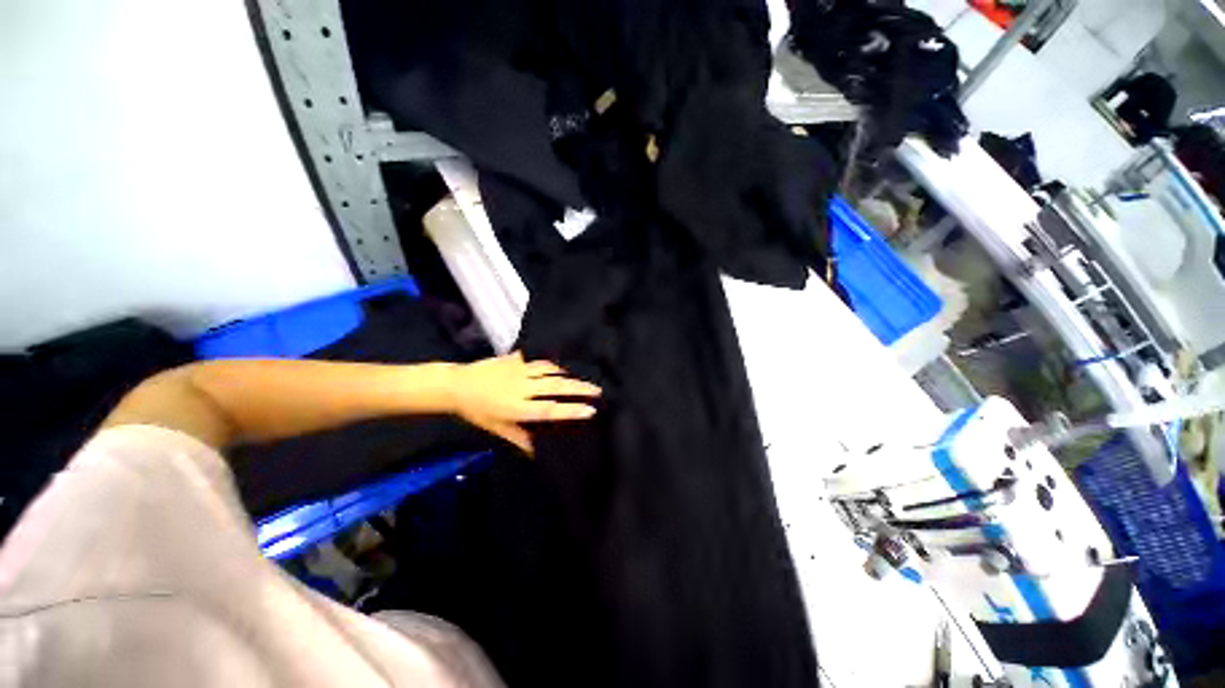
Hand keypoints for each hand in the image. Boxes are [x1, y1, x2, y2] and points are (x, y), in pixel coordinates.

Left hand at [449, 352, 600, 454]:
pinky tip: (562, 367)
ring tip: (586, 379)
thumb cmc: (476, 410)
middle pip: (555, 387)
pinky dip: (553, 365)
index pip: (549, 410)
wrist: (456, 385)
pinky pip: (539, 361)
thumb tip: (536, 452)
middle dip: (579, 388)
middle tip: (598, 390)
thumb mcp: (496, 428)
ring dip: (569, 375)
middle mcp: (521, 388)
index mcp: (516, 407)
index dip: (571, 410)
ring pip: (550, 371)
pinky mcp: (515, 359)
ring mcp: (519, 371)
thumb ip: (518, 438)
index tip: (590, 410)